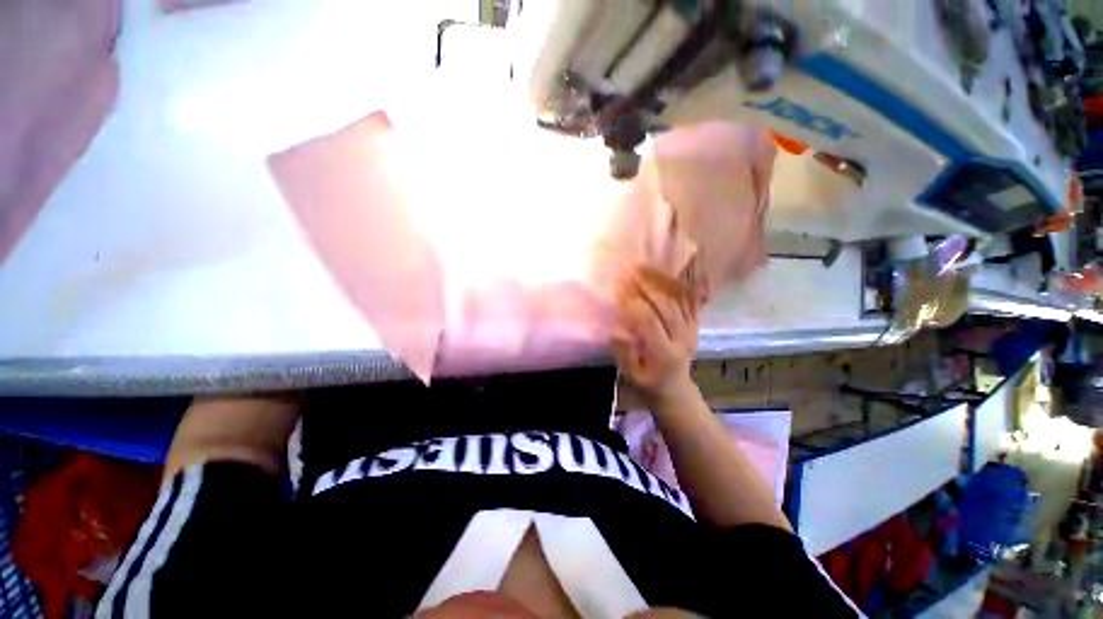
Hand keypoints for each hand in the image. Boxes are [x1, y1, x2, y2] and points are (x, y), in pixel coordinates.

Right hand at [610, 265, 701, 404]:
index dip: (633, 301)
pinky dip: (682, 282)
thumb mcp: (631, 375)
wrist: (675, 388)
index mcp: (664, 354)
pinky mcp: (696, 323)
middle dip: (646, 284)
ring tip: (644, 264)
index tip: (618, 284)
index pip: (649, 321)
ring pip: (680, 299)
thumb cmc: (648, 382)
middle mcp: (682, 338)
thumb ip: (624, 353)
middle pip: (666, 305)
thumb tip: (615, 330)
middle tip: (629, 268)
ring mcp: (692, 329)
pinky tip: (669, 268)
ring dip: (661, 279)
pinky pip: (691, 299)